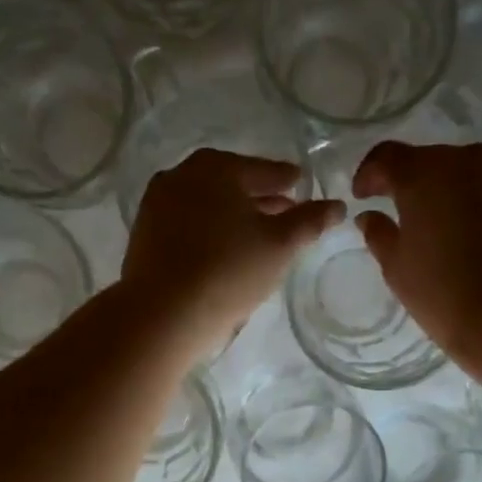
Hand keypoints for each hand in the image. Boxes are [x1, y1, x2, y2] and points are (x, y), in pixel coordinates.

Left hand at [123, 149, 343, 359]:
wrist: (162, 314)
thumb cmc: (228, 271)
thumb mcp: (280, 245)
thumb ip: (310, 221)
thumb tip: (338, 205)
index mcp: (217, 167)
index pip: (264, 170)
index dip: (287, 179)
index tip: (301, 185)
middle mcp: (181, 174)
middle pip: (231, 183)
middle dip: (259, 197)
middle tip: (283, 211)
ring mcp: (157, 204)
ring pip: (206, 203)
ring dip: (231, 214)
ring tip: (254, 234)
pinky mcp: (144, 233)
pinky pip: (186, 223)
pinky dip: (207, 229)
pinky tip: (220, 249)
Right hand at [352, 134, 481, 358]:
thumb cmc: (441, 293)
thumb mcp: (396, 268)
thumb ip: (379, 234)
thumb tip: (370, 216)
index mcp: (419, 175)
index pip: (386, 158)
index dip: (370, 175)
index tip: (363, 196)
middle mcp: (462, 159)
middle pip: (430, 160)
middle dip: (414, 182)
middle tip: (409, 214)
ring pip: (472, 160)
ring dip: (458, 179)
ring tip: (456, 210)